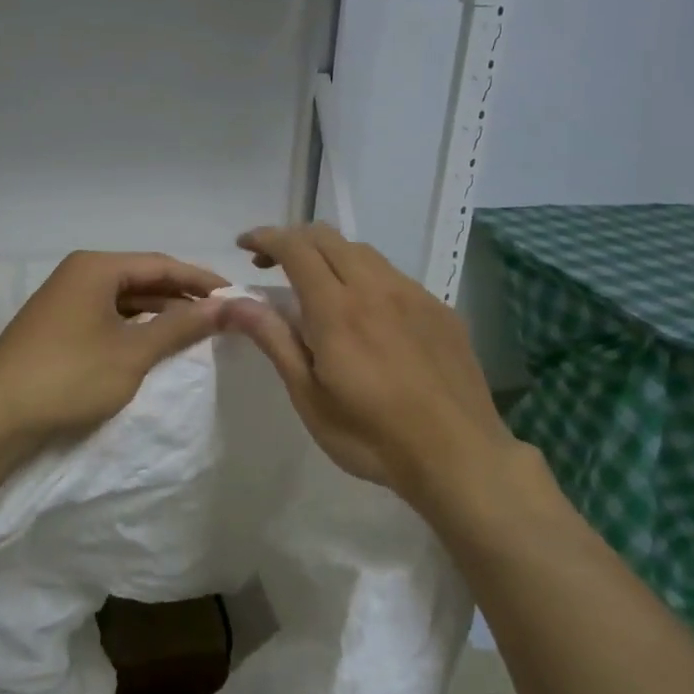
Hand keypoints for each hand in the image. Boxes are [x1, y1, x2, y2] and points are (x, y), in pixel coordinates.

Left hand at [0, 251, 228, 455]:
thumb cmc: (69, 377)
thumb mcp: (133, 352)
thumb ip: (181, 326)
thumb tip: (227, 306)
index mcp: (96, 267)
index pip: (162, 264)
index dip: (202, 281)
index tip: (237, 296)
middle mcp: (79, 274)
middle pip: (143, 278)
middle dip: (182, 296)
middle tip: (222, 315)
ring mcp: (65, 300)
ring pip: (125, 299)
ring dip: (160, 313)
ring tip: (197, 331)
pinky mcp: (57, 326)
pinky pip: (108, 317)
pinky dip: (135, 327)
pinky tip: (155, 343)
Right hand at [222, 225, 518, 504]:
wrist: (459, 456)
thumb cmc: (371, 435)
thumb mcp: (309, 396)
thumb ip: (274, 339)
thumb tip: (234, 301)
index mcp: (337, 309)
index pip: (296, 248)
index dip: (266, 236)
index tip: (243, 244)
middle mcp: (376, 288)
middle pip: (328, 237)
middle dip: (293, 240)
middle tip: (271, 265)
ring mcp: (414, 295)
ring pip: (363, 252)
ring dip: (330, 255)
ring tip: (316, 287)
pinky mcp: (440, 309)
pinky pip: (394, 275)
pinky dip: (365, 276)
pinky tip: (366, 313)